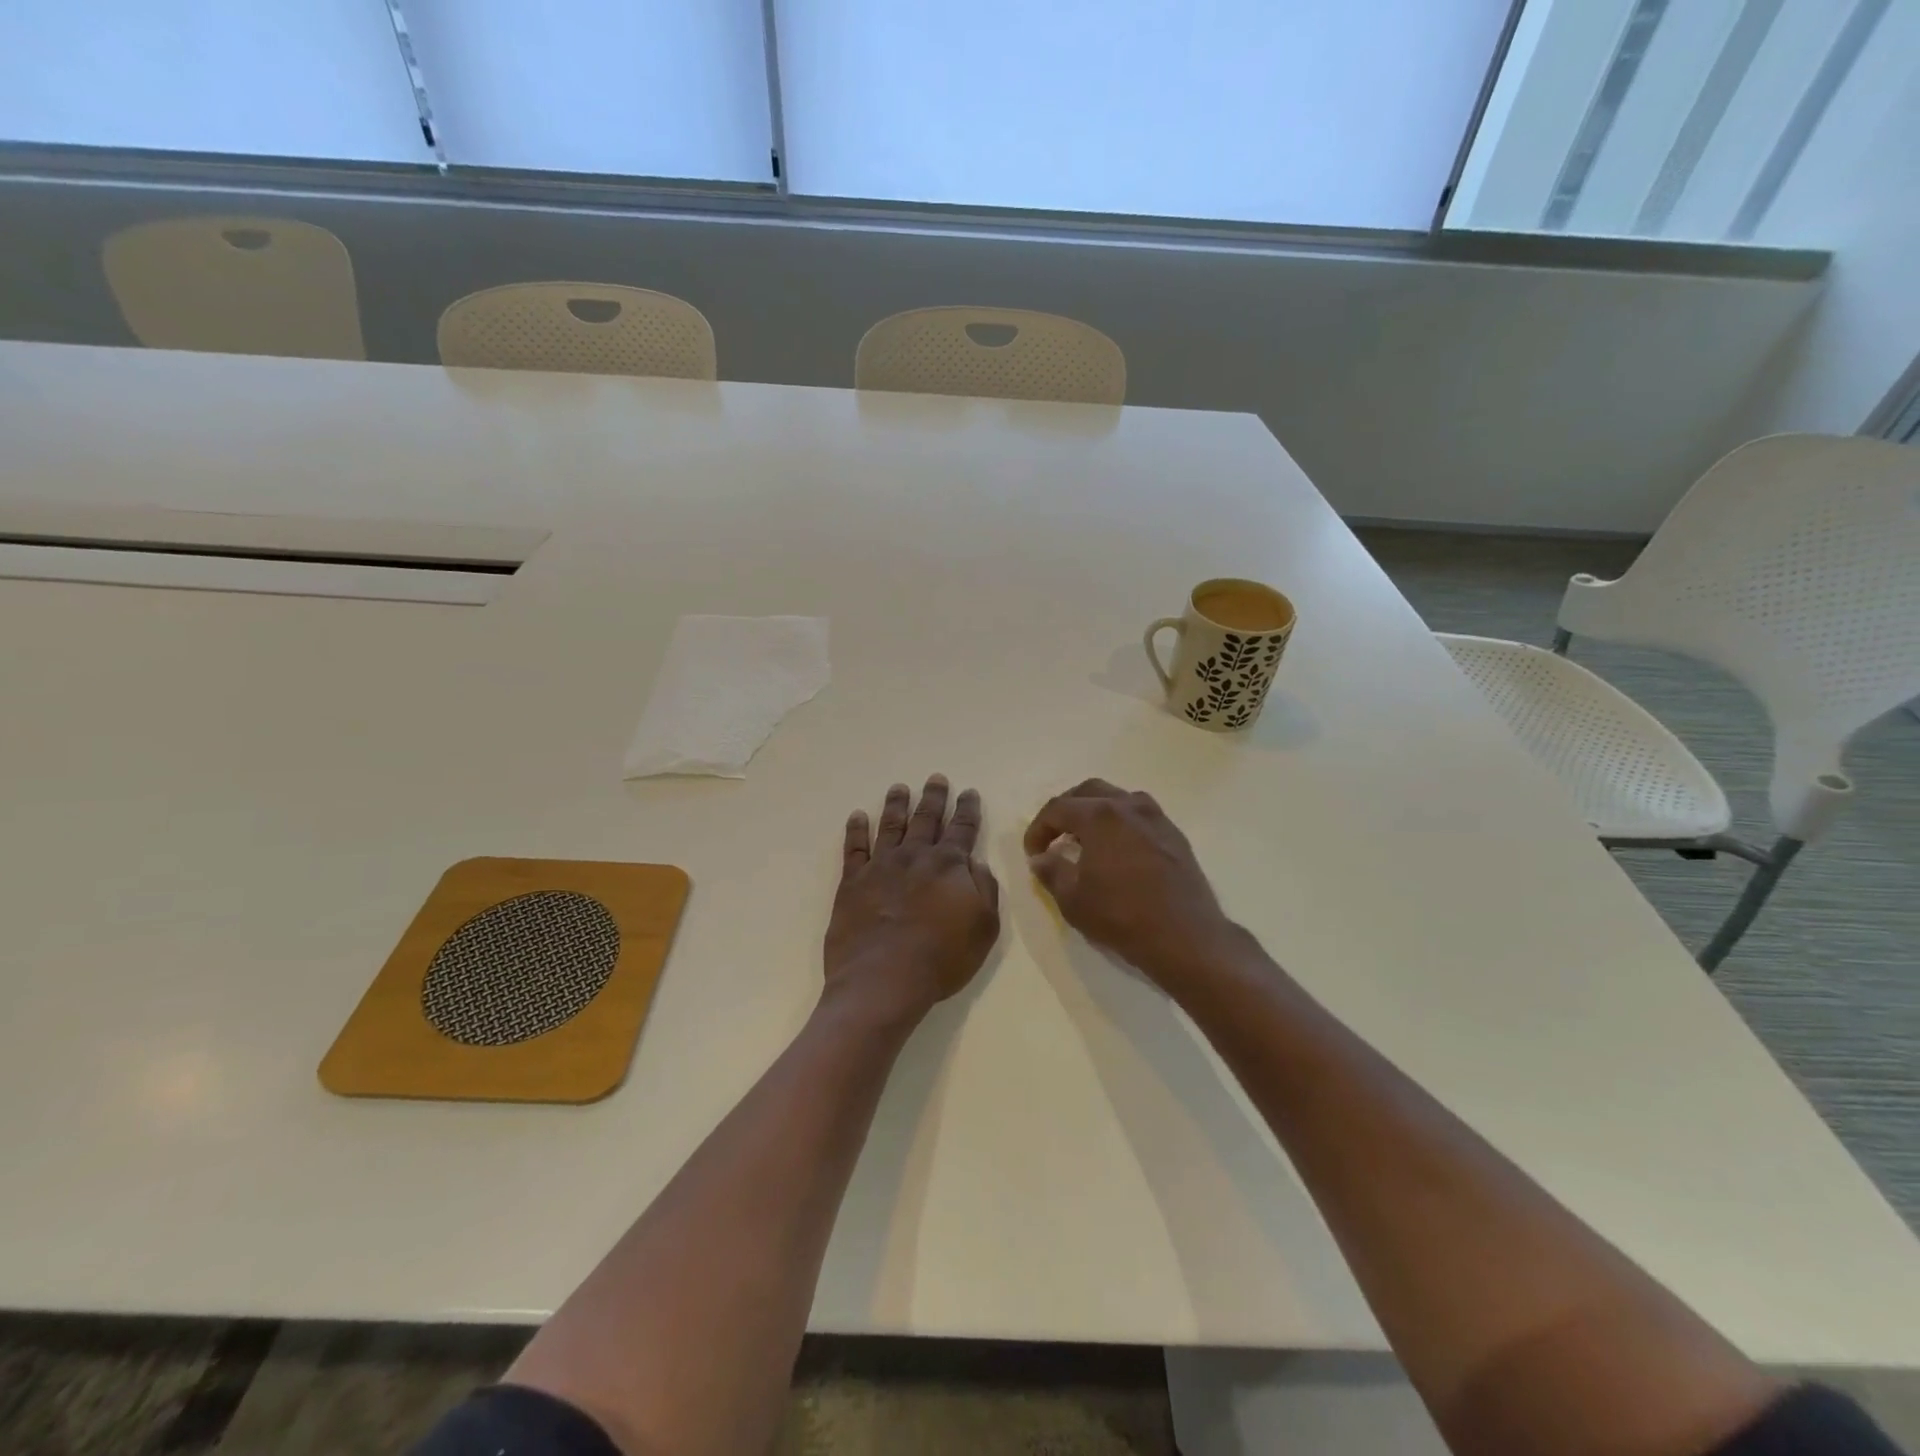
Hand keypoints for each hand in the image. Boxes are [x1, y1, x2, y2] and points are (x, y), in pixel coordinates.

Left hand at [824, 775, 1000, 1025]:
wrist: (883, 979)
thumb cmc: (942, 958)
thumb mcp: (984, 927)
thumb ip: (984, 890)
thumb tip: (976, 862)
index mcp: (949, 865)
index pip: (962, 829)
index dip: (967, 809)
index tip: (969, 792)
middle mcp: (915, 856)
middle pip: (926, 819)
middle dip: (934, 797)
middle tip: (936, 778)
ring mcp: (881, 866)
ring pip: (891, 825)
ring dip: (896, 804)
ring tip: (899, 787)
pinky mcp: (852, 882)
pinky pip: (854, 848)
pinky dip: (856, 830)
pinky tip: (857, 816)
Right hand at [1024, 779, 1242, 990]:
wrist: (1187, 937)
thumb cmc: (1123, 917)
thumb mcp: (1073, 900)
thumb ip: (1051, 871)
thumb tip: (1040, 858)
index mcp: (1100, 816)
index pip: (1058, 808)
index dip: (1038, 829)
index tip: (1033, 853)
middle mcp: (1129, 806)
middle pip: (1089, 791)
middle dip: (1066, 810)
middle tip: (1055, 836)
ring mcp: (1156, 818)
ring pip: (1118, 798)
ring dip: (1095, 812)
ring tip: (1085, 840)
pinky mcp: (1174, 835)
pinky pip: (1139, 816)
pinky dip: (1120, 823)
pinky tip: (1117, 851)